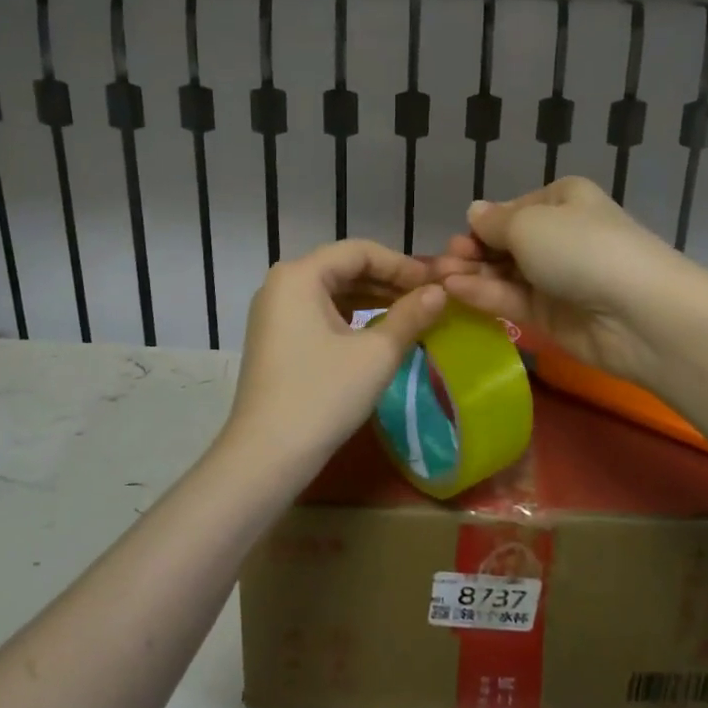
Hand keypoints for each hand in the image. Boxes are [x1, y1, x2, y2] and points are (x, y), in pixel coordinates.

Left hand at [225, 240, 445, 468]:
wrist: (266, 456)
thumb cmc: (323, 395)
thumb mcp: (376, 354)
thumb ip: (410, 316)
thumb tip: (440, 292)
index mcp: (300, 275)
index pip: (360, 251)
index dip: (402, 264)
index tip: (435, 283)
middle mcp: (282, 284)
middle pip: (344, 268)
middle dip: (389, 280)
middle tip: (429, 297)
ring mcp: (275, 311)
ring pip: (333, 291)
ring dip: (373, 298)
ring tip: (412, 313)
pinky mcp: (276, 337)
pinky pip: (320, 312)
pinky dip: (352, 316)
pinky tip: (379, 330)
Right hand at [431, 176, 694, 387]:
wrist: (638, 313)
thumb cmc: (582, 248)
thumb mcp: (529, 224)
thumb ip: (494, 223)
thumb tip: (474, 212)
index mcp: (561, 200)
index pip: (511, 210)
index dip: (482, 224)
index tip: (458, 238)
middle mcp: (558, 235)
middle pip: (504, 243)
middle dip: (472, 251)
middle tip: (442, 264)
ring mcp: (555, 277)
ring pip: (504, 273)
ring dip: (471, 274)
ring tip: (439, 280)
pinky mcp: (551, 315)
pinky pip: (511, 299)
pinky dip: (483, 294)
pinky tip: (455, 291)